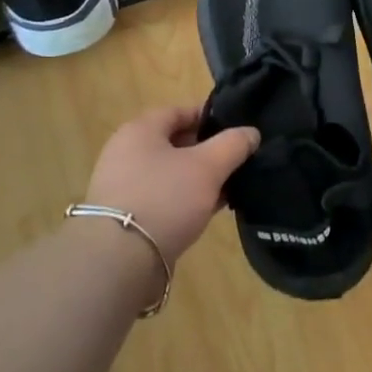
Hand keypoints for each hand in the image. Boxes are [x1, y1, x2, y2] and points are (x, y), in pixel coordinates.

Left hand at [85, 104, 258, 264]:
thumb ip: (233, 144)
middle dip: (208, 150)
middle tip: (238, 160)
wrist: (120, 260)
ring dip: (199, 178)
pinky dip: (186, 200)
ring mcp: (124, 186)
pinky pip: (163, 198)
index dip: (210, 116)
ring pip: (171, 173)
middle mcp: (126, 152)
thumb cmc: (165, 198)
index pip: (179, 111)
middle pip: (175, 142)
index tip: (237, 128)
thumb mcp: (208, 167)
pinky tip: (210, 210)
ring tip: (230, 187)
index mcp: (140, 130)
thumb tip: (251, 132)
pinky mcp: (127, 216)